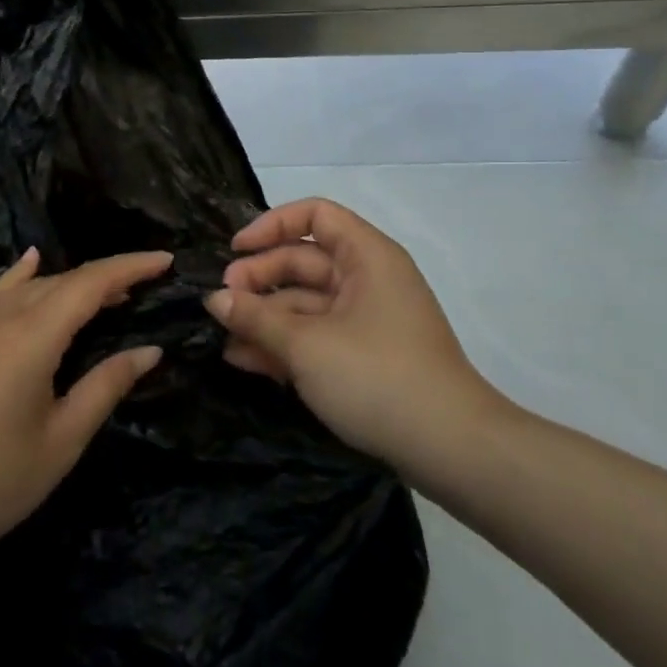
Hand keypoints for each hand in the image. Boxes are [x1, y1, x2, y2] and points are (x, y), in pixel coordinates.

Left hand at [0, 248, 170, 570]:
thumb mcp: (62, 440)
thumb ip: (107, 386)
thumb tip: (149, 350)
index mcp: (31, 336)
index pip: (91, 283)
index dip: (130, 267)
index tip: (165, 260)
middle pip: (62, 281)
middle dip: (105, 279)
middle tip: (142, 289)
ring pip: (29, 286)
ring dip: (69, 284)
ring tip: (104, 294)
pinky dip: (22, 278)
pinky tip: (31, 266)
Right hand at [206, 198, 504, 471]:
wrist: (452, 451)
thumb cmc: (377, 377)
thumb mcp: (306, 345)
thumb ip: (255, 317)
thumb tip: (214, 298)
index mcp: (366, 257)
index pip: (315, 216)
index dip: (271, 225)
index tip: (235, 251)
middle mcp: (367, 279)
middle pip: (303, 261)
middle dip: (258, 279)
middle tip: (220, 304)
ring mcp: (366, 320)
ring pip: (305, 303)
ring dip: (264, 317)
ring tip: (223, 338)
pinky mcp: (364, 357)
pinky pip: (316, 335)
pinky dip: (283, 344)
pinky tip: (245, 359)